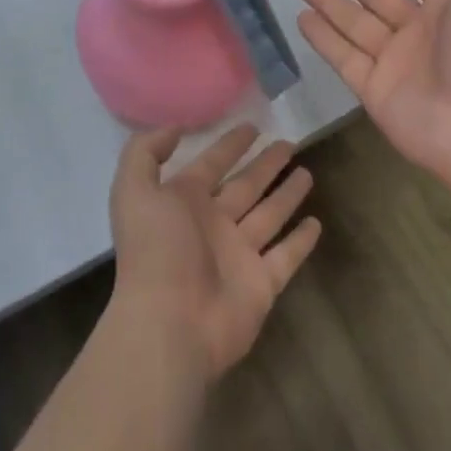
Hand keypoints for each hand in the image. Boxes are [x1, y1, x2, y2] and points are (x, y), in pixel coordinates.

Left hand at [108, 123, 321, 381]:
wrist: (170, 324)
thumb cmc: (155, 251)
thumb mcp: (134, 190)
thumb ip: (145, 152)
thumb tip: (174, 128)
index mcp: (184, 202)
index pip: (211, 164)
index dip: (230, 145)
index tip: (253, 126)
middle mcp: (213, 225)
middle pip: (245, 186)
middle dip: (265, 165)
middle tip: (289, 142)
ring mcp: (239, 255)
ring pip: (268, 215)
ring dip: (286, 195)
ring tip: (306, 172)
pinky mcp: (261, 284)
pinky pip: (286, 256)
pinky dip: (301, 241)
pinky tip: (316, 222)